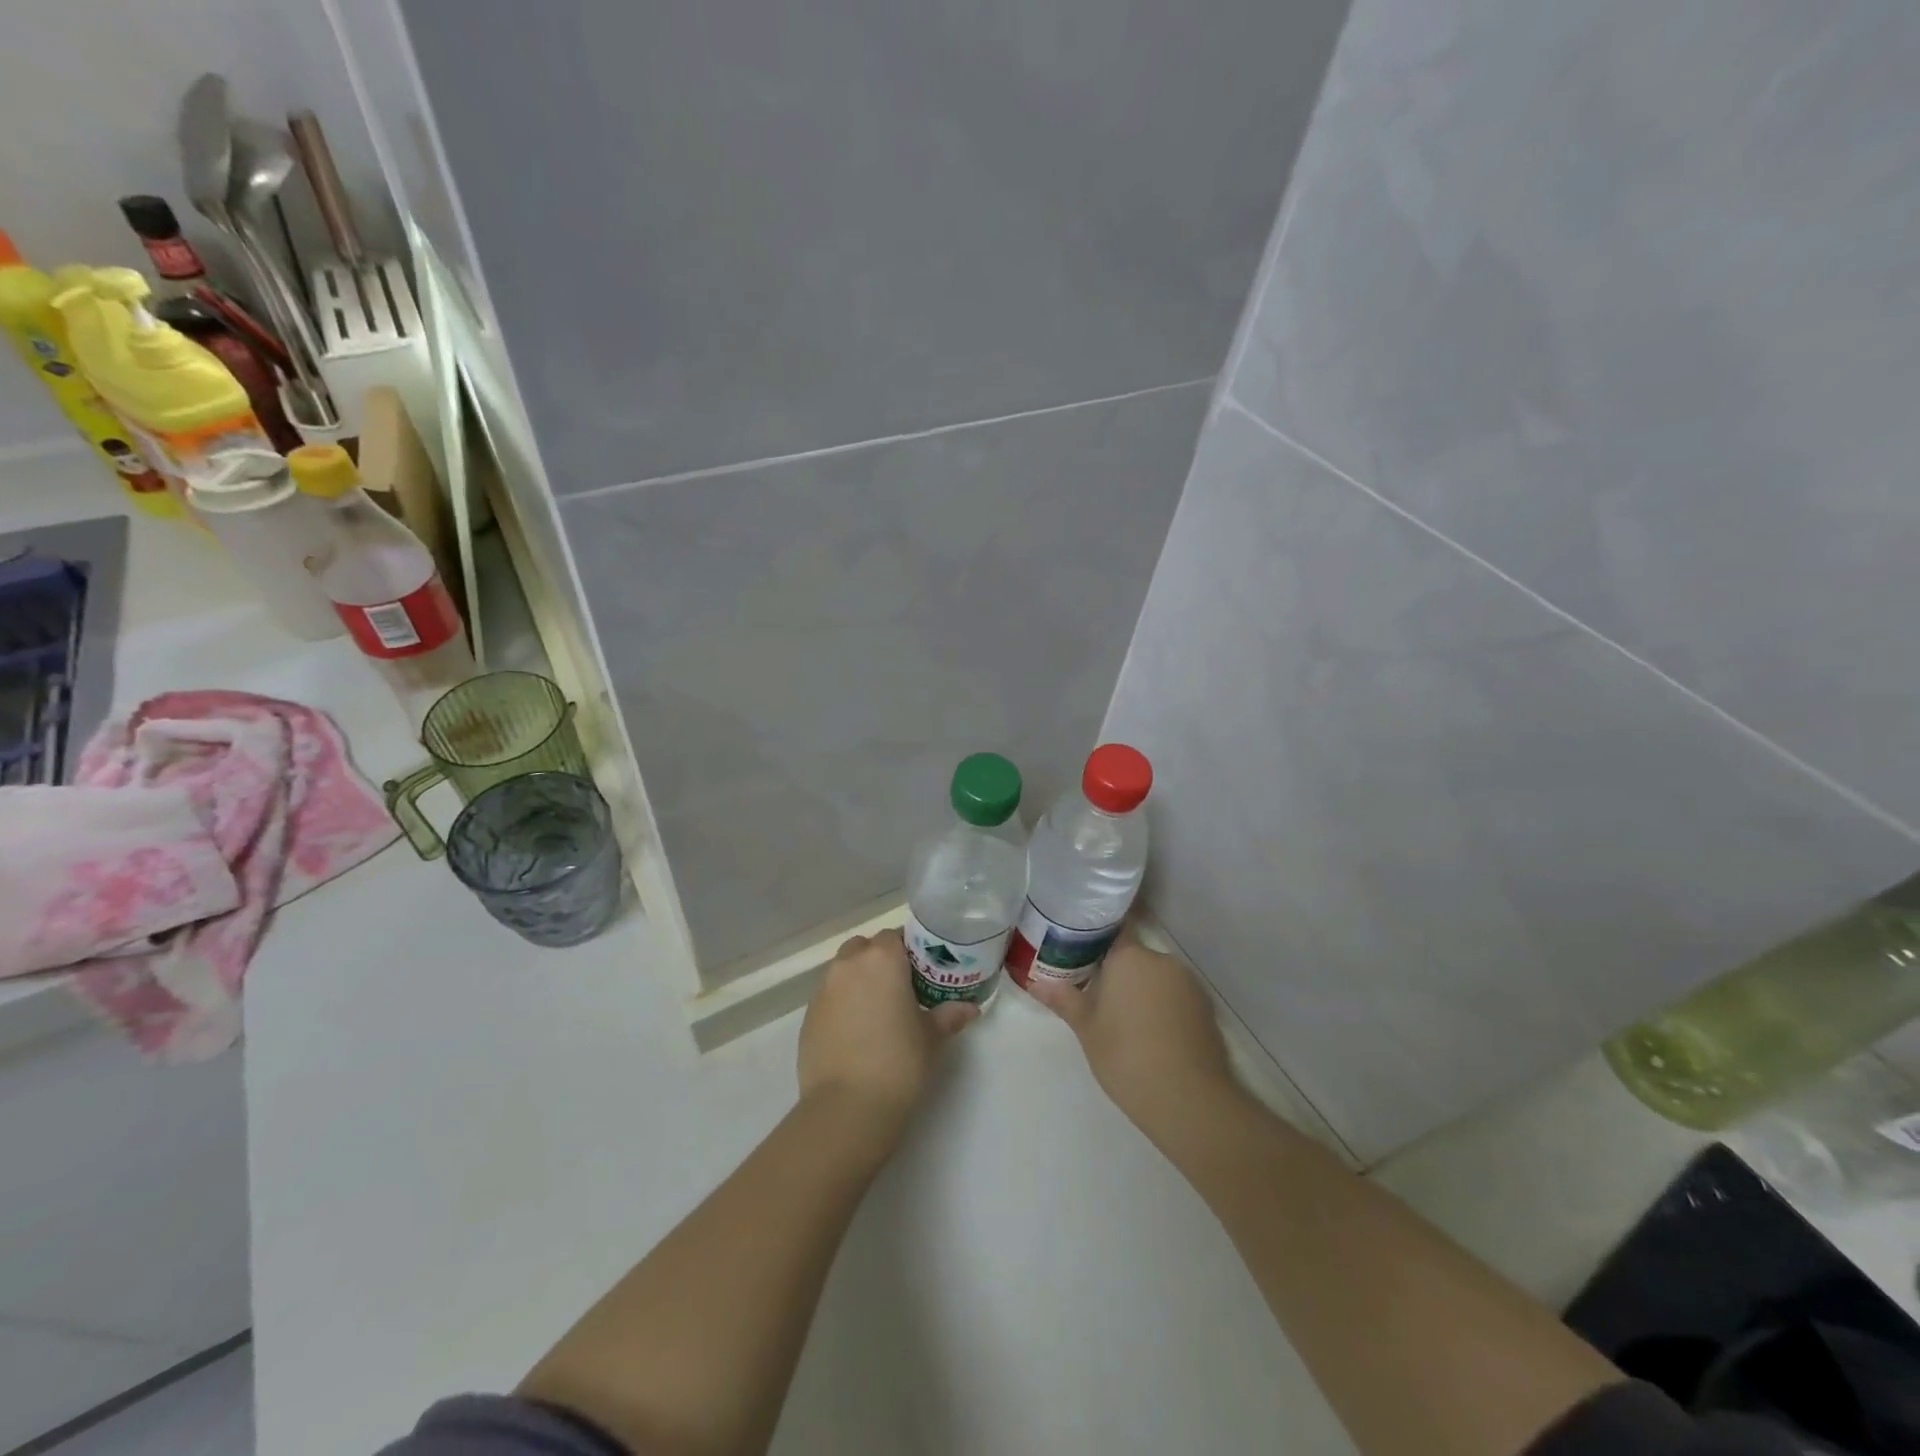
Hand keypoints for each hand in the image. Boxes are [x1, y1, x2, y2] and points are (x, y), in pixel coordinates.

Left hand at [798, 929, 976, 1139]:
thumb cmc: (898, 1062)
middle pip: (864, 947)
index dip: (908, 950)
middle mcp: (848, 965)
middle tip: (900, 988)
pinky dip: (842, 1004)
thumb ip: (949, 1016)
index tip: (921, 971)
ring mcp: (823, 990)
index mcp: (882, 959)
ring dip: (858, 980)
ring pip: (843, 970)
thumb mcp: (932, 1038)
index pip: (894, 936)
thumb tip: (969, 1008)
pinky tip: (856, 1032)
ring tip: (877, 1011)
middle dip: (879, 960)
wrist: (847, 1107)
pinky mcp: (807, 1017)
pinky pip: (829, 997)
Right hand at [1029, 939, 1240, 1138]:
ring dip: (1142, 992)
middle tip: (1098, 999)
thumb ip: (1064, 999)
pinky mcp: (1205, 1008)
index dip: (1095, 942)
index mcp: (1130, 957)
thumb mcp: (1086, 1028)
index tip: (1081, 956)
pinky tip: (1152, 1037)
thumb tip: (1036, 983)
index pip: (1112, 932)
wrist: (1187, 1098)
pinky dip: (1163, 1009)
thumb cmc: (1126, 1055)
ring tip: (1125, 1023)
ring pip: (1156, 979)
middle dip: (1118, 974)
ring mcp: (1188, 984)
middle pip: (1134, 958)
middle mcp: (1161, 960)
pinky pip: (1176, 998)